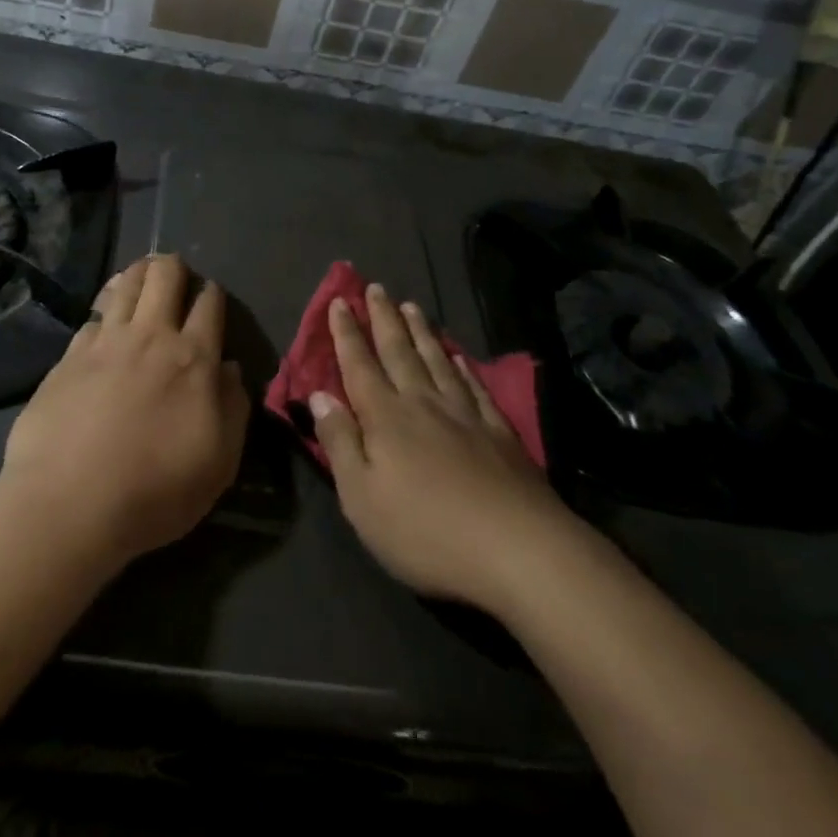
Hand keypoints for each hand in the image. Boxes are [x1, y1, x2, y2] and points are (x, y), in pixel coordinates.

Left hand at [1, 254, 249, 566]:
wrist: (68, 505)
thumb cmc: (155, 490)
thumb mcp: (219, 462)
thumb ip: (233, 407)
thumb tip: (229, 370)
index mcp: (193, 358)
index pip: (209, 303)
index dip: (213, 294)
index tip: (211, 298)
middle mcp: (151, 336)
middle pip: (165, 275)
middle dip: (175, 268)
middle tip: (176, 278)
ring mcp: (105, 342)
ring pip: (126, 284)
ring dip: (138, 275)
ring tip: (142, 280)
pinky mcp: (69, 356)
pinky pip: (93, 317)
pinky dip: (104, 311)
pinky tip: (104, 323)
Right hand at [310, 284, 562, 612]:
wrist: (517, 548)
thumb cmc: (425, 531)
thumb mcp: (362, 497)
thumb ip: (340, 442)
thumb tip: (320, 395)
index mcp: (385, 417)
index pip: (359, 365)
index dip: (347, 334)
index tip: (339, 302)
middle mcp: (422, 403)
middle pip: (399, 352)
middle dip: (384, 318)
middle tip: (376, 288)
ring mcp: (464, 414)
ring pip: (436, 360)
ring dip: (420, 332)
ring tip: (412, 306)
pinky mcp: (498, 432)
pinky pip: (473, 386)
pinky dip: (462, 367)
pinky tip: (457, 356)